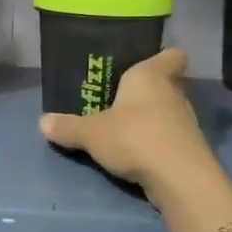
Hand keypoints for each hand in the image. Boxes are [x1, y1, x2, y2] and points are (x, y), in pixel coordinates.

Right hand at [39, 47, 212, 193]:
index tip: (145, 66)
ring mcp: (186, 121)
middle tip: (121, 101)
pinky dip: (156, 143)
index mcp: (151, 75)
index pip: (172, 55)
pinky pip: (170, 137)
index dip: (162, 58)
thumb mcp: (91, 133)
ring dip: (151, 120)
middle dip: (147, 93)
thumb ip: (68, 127)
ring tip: (125, 130)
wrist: (177, 177)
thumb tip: (42, 122)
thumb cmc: (134, 136)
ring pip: (168, 112)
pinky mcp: (189, 149)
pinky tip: (137, 153)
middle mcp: (173, 92)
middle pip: (167, 84)